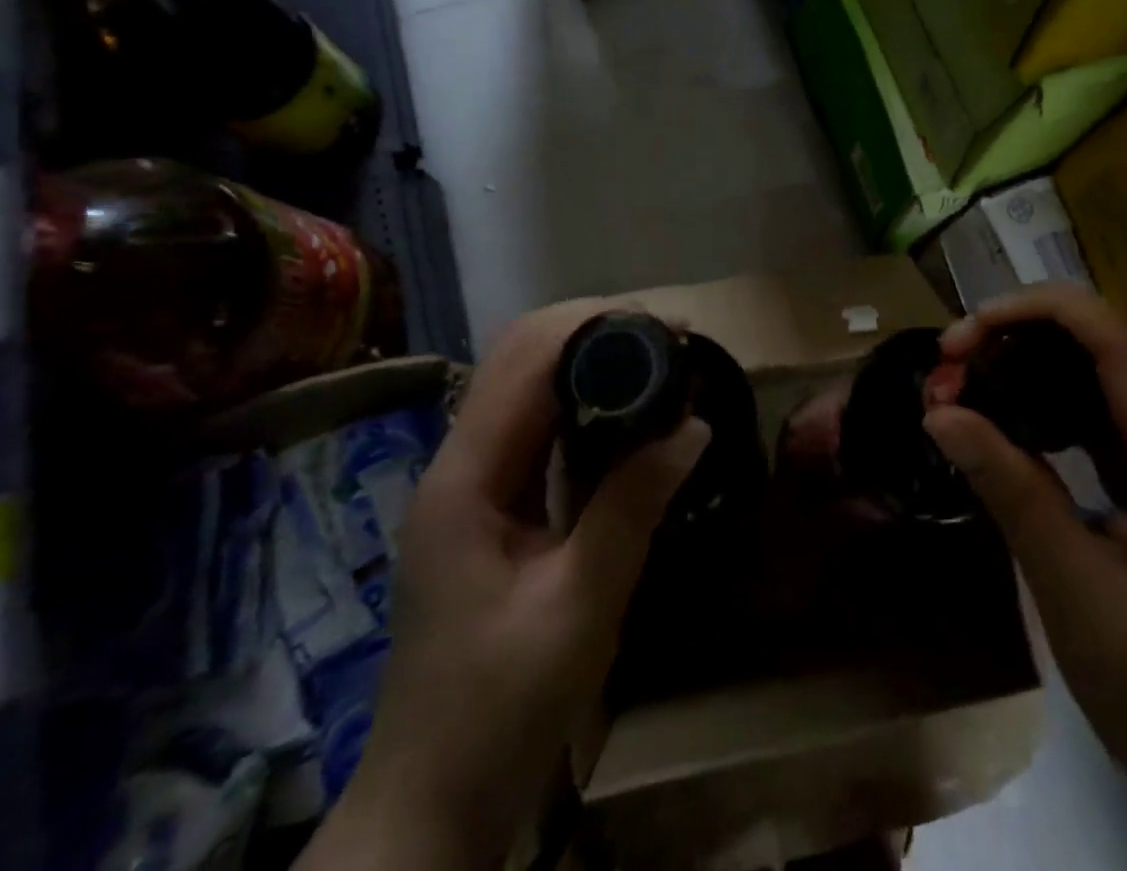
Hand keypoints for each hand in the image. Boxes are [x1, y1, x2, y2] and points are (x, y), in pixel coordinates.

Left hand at [301, 301, 710, 870]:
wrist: (432, 801)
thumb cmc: (500, 710)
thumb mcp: (579, 607)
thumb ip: (633, 507)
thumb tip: (694, 426)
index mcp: (465, 477)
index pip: (526, 359)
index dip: (597, 325)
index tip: (670, 329)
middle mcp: (458, 461)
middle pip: (520, 354)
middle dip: (595, 329)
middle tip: (671, 341)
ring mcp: (469, 481)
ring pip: (526, 382)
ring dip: (590, 358)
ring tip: (658, 362)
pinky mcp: (488, 501)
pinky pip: (536, 424)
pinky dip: (583, 400)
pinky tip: (626, 414)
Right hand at [925, 285, 1126, 870]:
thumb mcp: (1076, 594)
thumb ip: (1012, 489)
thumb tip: (939, 413)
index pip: (1125, 342)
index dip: (1041, 312)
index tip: (966, 329)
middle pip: (1117, 348)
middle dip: (1027, 338)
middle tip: (952, 363)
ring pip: (1116, 376)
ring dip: (1040, 368)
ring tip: (970, 384)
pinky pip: (1121, 418)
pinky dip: (1063, 407)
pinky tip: (1017, 421)